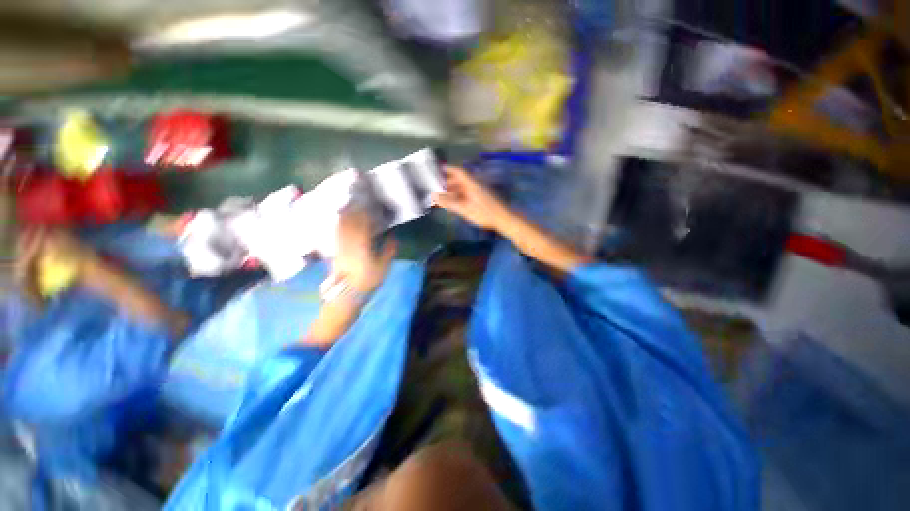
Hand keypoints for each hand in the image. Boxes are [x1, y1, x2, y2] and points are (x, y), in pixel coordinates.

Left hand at [332, 207, 396, 293]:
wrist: (348, 293)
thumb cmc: (368, 280)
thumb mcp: (384, 266)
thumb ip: (389, 249)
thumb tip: (393, 236)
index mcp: (362, 243)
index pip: (364, 223)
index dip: (368, 212)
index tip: (372, 205)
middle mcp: (349, 241)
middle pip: (351, 221)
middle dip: (356, 210)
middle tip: (361, 202)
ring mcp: (341, 244)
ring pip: (343, 225)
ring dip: (347, 214)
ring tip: (351, 206)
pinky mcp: (336, 249)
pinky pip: (338, 232)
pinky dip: (341, 224)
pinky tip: (343, 220)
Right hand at [432, 165, 513, 231]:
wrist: (504, 218)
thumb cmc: (484, 212)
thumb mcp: (464, 208)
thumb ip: (449, 202)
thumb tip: (434, 196)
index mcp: (472, 184)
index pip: (459, 171)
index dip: (448, 169)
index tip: (439, 168)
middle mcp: (475, 185)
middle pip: (460, 180)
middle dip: (448, 183)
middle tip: (437, 187)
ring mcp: (480, 191)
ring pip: (463, 188)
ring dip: (453, 191)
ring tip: (443, 197)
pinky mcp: (482, 198)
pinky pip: (467, 194)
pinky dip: (459, 196)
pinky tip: (454, 204)